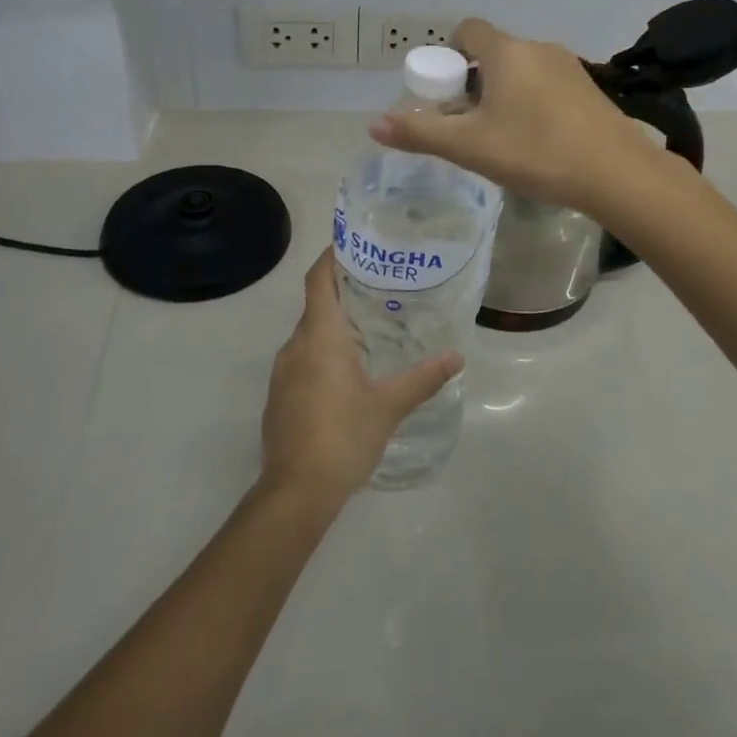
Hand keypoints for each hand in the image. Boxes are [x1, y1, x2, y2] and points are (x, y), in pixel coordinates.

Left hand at [260, 250, 463, 503]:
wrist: (295, 493)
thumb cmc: (343, 437)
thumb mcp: (389, 406)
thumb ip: (423, 378)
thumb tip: (457, 357)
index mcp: (320, 337)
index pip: (319, 279)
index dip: (332, 256)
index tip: (355, 243)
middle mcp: (295, 346)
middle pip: (316, 305)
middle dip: (344, 291)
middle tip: (381, 286)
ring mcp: (283, 372)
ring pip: (309, 334)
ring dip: (334, 325)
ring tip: (371, 327)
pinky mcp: (279, 396)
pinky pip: (302, 359)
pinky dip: (323, 352)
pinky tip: (349, 371)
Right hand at [369, 16, 657, 213]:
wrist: (616, 172)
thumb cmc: (535, 151)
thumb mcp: (470, 147)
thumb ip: (420, 133)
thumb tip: (374, 124)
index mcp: (506, 52)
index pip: (467, 30)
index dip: (448, 54)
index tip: (445, 92)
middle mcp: (538, 48)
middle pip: (493, 53)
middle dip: (473, 82)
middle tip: (467, 124)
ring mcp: (569, 66)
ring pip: (522, 70)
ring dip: (504, 93)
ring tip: (501, 137)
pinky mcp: (589, 88)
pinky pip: (547, 84)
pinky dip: (533, 102)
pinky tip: (537, 141)